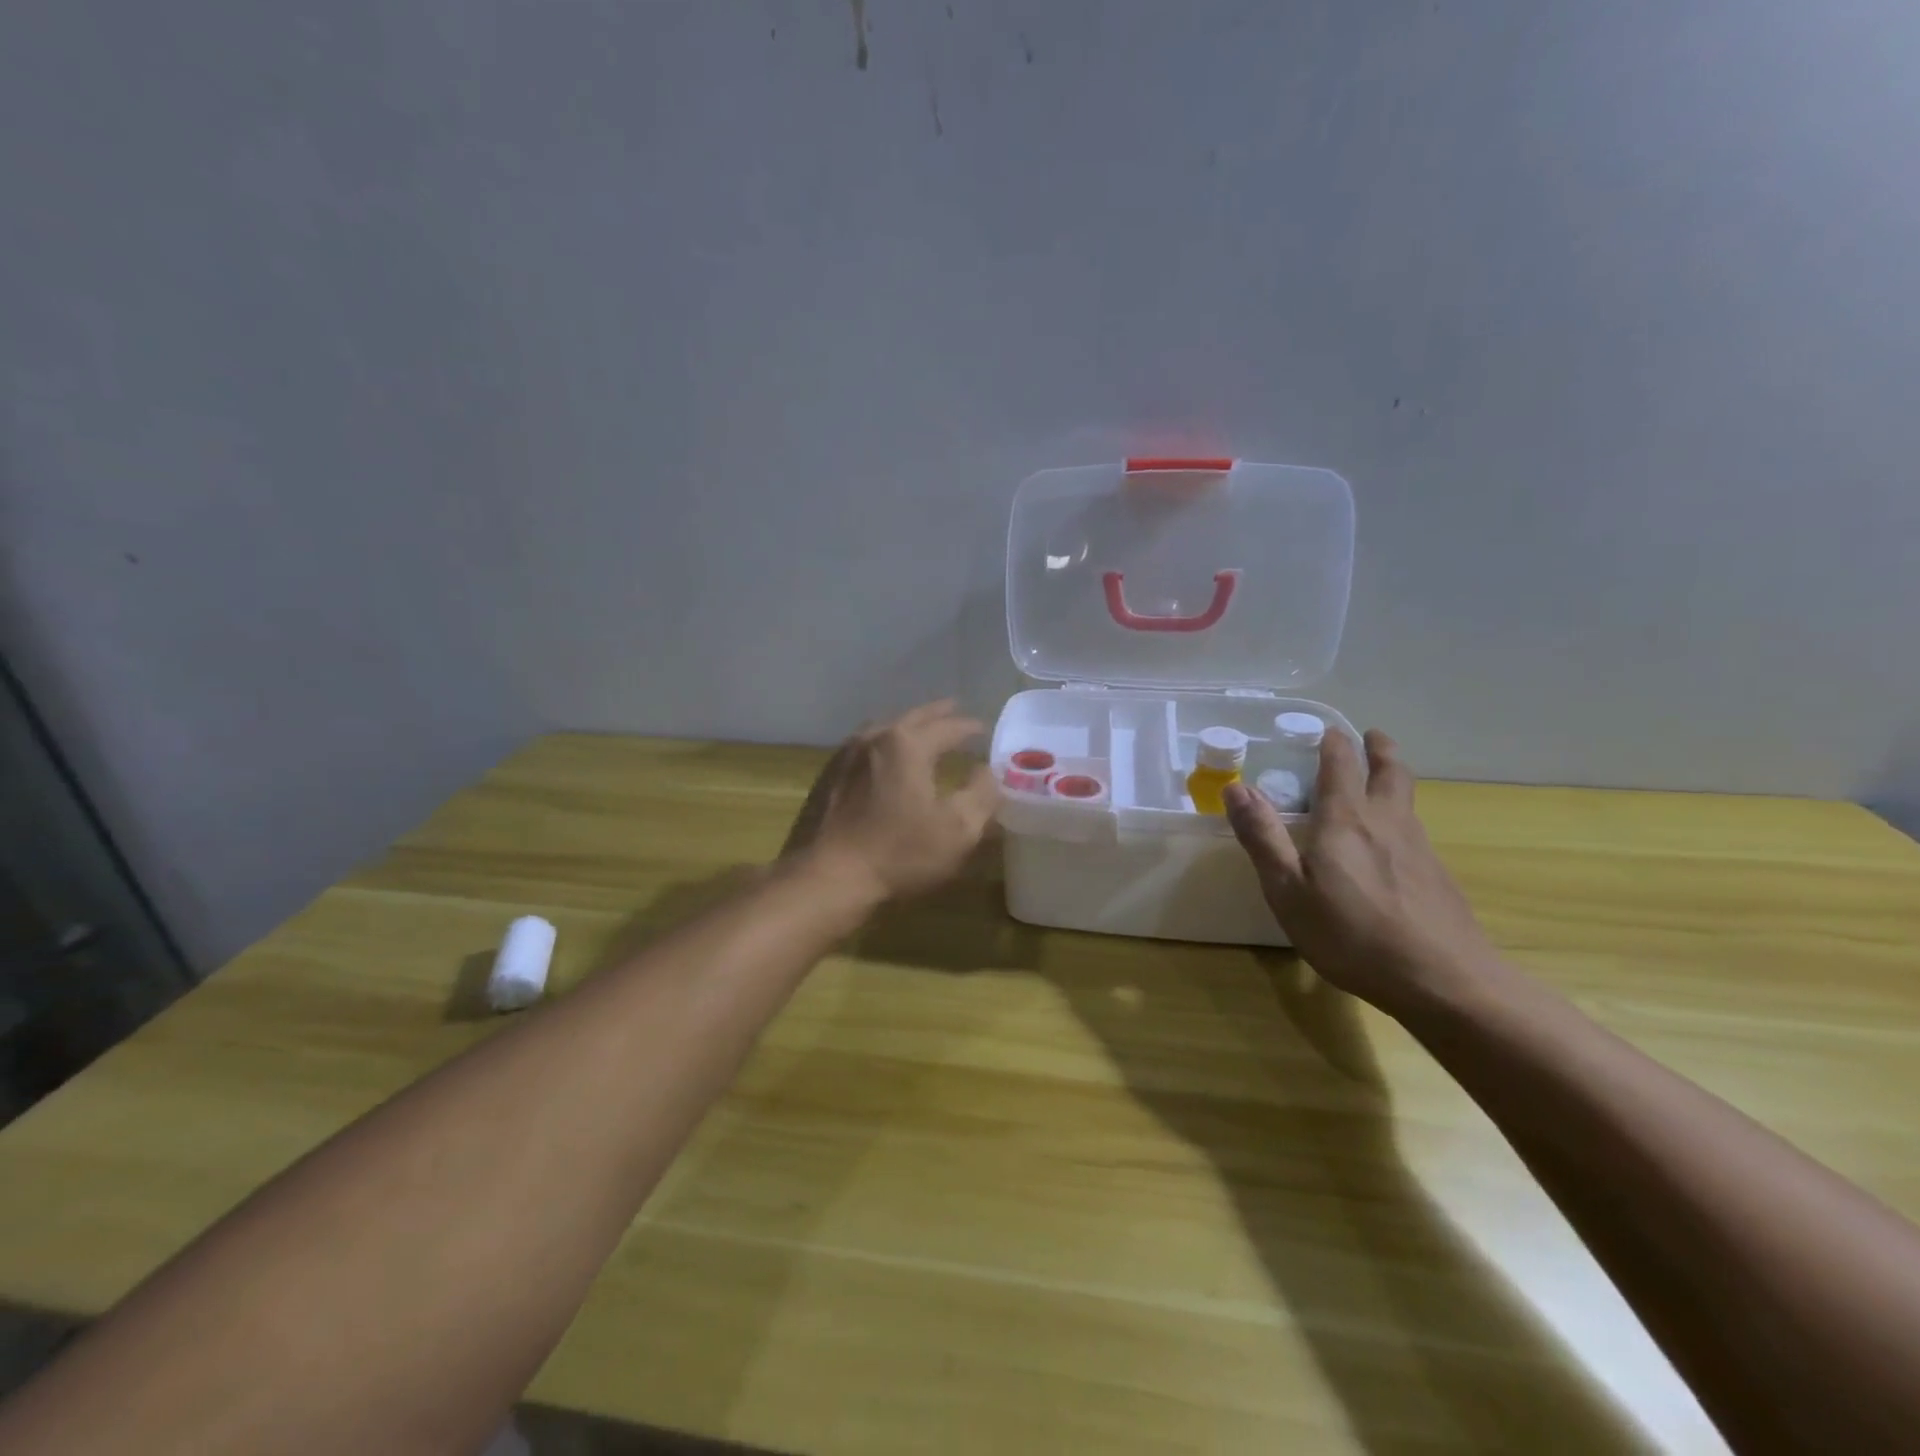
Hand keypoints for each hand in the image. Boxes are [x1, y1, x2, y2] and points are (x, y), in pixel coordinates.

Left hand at [782, 700, 999, 903]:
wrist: (827, 877)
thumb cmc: (899, 853)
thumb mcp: (957, 829)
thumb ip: (981, 794)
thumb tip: (988, 770)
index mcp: (908, 744)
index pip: (948, 727)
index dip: (969, 727)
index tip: (984, 728)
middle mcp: (874, 737)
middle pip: (913, 718)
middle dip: (937, 714)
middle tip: (954, 710)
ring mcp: (846, 755)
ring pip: (884, 728)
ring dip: (907, 726)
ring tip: (921, 730)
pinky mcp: (828, 775)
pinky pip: (863, 747)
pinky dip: (883, 744)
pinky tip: (884, 759)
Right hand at [1222, 730, 1496, 1017]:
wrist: (1445, 982)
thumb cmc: (1352, 935)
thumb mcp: (1288, 890)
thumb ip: (1262, 837)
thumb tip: (1236, 787)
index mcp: (1346, 819)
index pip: (1341, 764)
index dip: (1333, 742)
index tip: (1325, 729)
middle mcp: (1387, 822)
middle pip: (1390, 771)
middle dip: (1379, 749)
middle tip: (1371, 736)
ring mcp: (1419, 848)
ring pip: (1407, 799)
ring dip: (1393, 779)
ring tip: (1380, 780)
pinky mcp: (1438, 877)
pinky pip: (1415, 831)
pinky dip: (1401, 817)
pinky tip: (1391, 845)